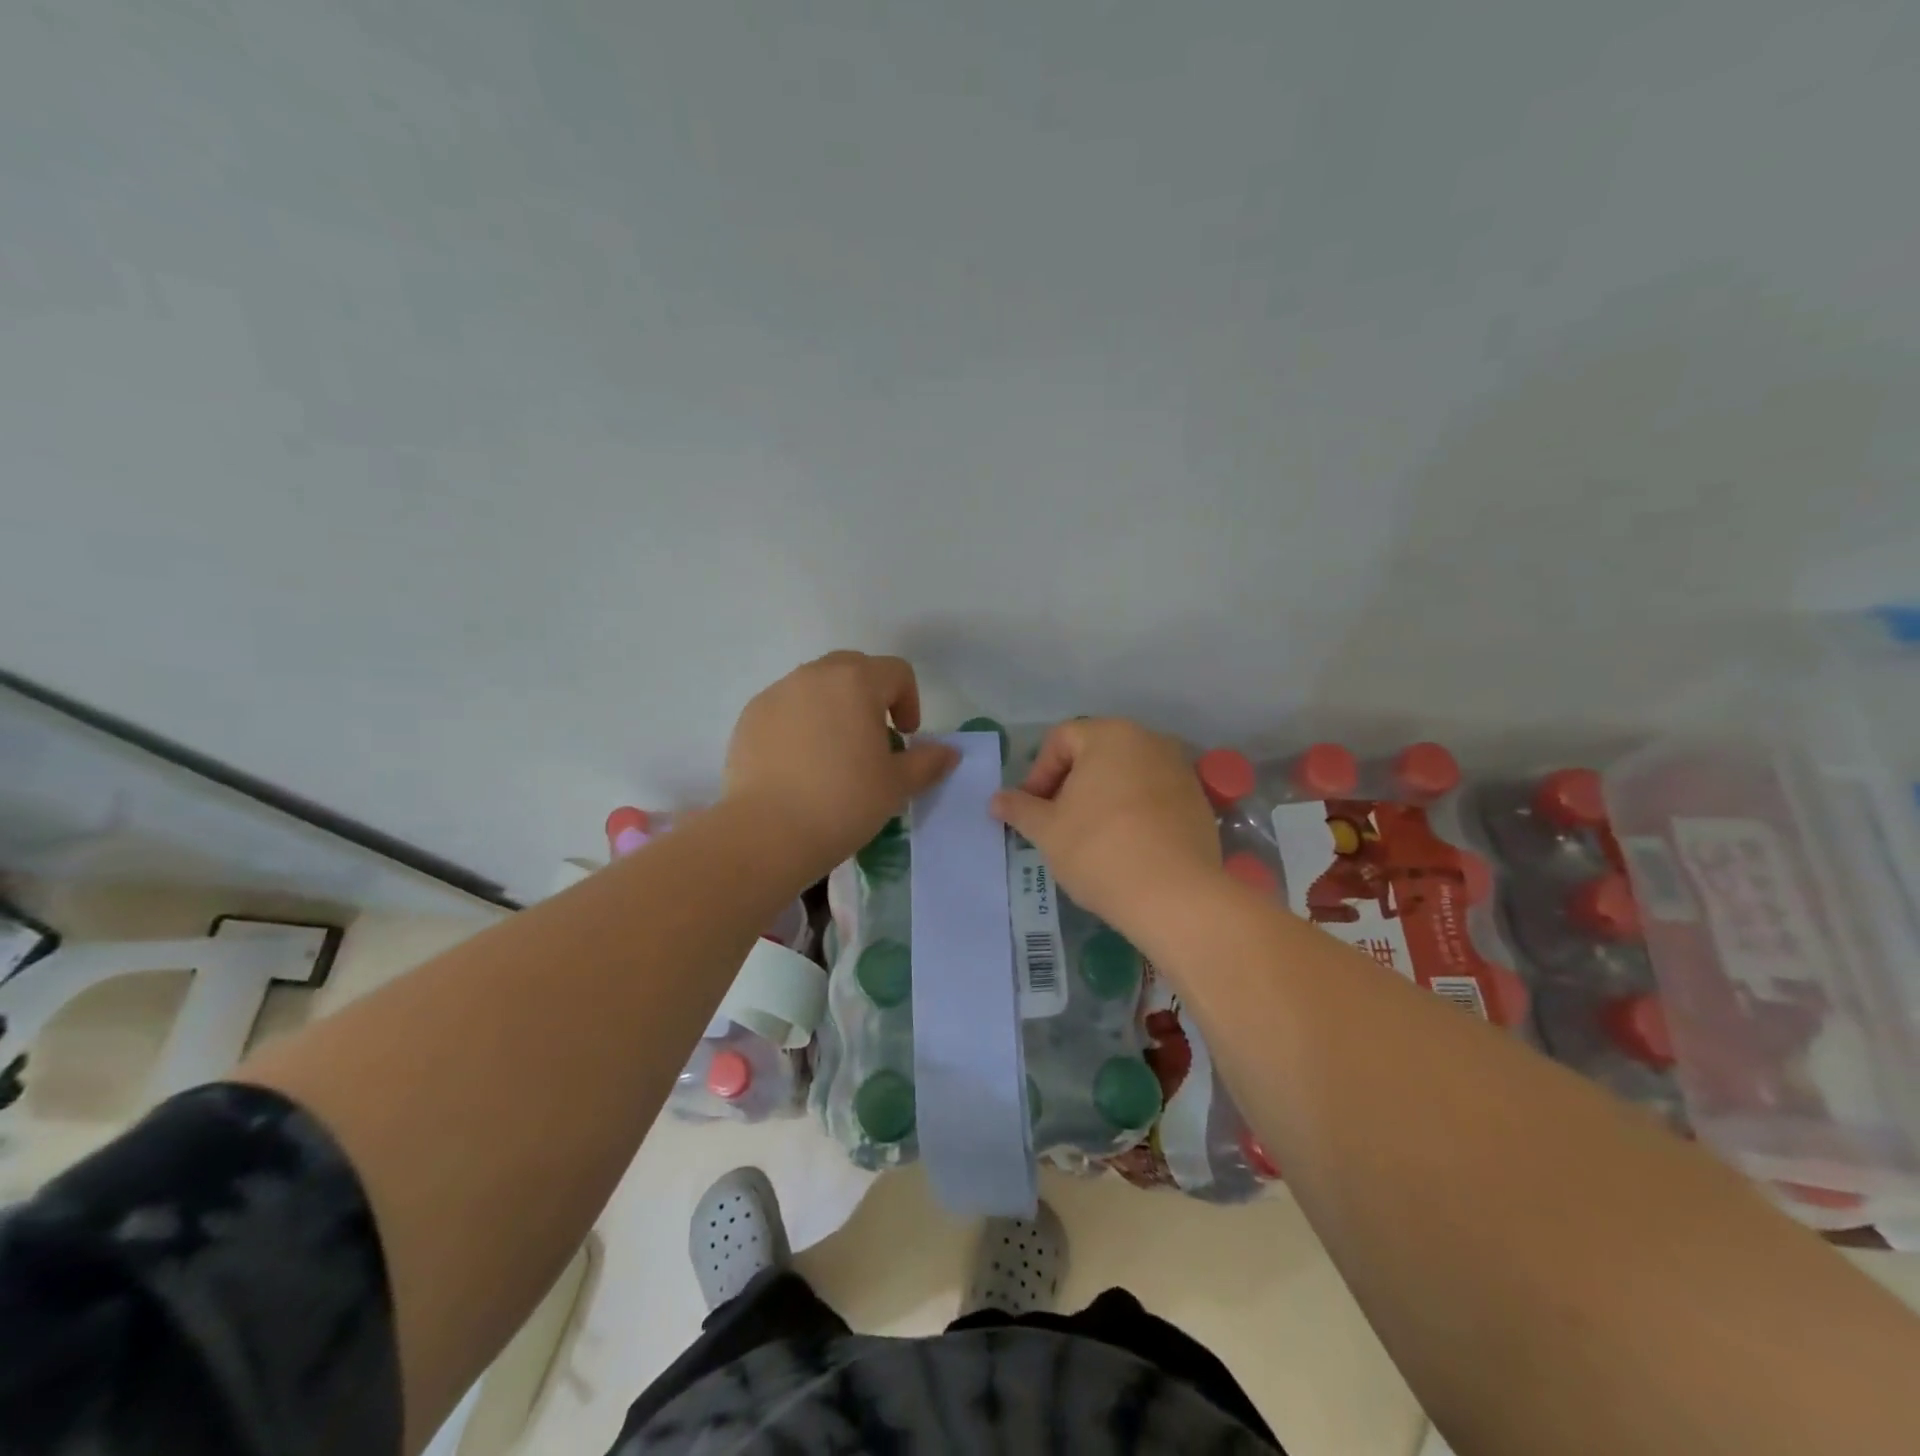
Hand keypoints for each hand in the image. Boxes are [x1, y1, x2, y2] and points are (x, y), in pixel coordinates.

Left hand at [725, 652, 957, 872]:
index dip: (909, 702)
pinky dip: (800, 722)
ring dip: (833, 707)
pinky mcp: (749, 717)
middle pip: (854, 668)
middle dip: (871, 696)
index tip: (905, 737)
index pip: (896, 672)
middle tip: (873, 738)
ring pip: (816, 686)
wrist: (767, 833)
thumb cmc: (844, 803)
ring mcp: (777, 693)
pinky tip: (799, 764)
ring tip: (834, 752)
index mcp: (856, 682)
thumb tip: (949, 752)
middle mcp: (815, 675)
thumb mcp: (897, 785)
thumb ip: (928, 761)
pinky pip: (786, 707)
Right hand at [990, 718, 1220, 931]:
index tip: (1032, 810)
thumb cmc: (1099, 850)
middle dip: (1070, 784)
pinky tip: (1125, 846)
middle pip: (1096, 753)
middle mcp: (1149, 740)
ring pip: (1126, 774)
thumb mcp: (1047, 831)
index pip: (1061, 739)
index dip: (1038, 773)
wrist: (1175, 895)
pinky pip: (1153, 795)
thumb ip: (1020, 809)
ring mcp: (1180, 769)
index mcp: (1110, 735)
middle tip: (1056, 822)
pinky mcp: (1198, 800)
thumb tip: (996, 799)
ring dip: (1102, 797)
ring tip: (1089, 836)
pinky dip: (1133, 811)